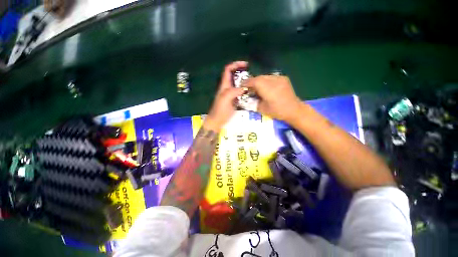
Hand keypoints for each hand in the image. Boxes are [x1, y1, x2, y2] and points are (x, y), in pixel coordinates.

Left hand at [204, 61, 247, 131]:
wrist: (217, 121)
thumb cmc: (220, 110)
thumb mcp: (225, 99)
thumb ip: (233, 92)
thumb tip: (244, 88)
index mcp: (224, 85)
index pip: (228, 70)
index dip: (235, 65)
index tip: (245, 64)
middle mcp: (228, 88)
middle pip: (234, 76)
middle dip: (242, 73)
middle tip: (252, 76)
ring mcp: (231, 94)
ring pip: (238, 85)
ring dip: (245, 82)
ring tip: (254, 83)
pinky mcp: (234, 100)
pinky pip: (241, 93)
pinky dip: (246, 91)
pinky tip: (251, 93)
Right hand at [245, 75, 303, 122]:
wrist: (294, 110)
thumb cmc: (277, 111)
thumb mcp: (261, 109)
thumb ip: (254, 101)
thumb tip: (249, 97)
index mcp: (267, 88)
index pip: (253, 81)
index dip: (246, 83)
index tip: (242, 87)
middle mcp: (273, 80)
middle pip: (259, 77)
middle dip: (252, 82)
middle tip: (249, 88)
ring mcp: (279, 78)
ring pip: (265, 76)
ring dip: (259, 81)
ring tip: (257, 88)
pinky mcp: (283, 78)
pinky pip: (271, 77)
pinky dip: (266, 81)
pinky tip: (266, 87)